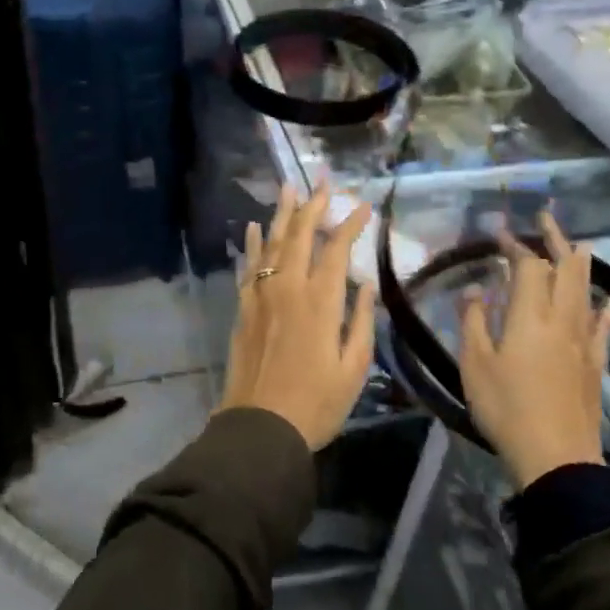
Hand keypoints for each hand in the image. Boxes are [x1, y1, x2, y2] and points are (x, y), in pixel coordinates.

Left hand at [219, 185, 376, 449]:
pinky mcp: (244, 308)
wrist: (261, 427)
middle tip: (322, 182)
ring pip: (271, 243)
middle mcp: (287, 288)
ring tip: (287, 188)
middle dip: (312, 205)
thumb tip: (365, 284)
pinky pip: (248, 266)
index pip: (336, 248)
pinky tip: (254, 228)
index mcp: (319, 301)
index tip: (363, 205)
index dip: (350, 223)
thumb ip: (361, 321)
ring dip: (281, 214)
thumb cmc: (317, 403)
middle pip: (299, 235)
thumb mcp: (353, 367)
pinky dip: (252, 244)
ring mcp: (261, 296)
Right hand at [460, 211, 609, 488]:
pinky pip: (603, 327)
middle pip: (566, 269)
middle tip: (546, 219)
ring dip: (582, 264)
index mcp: (530, 316)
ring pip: (586, 292)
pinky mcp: (595, 364)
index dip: (515, 246)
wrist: (555, 457)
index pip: (528, 267)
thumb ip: (473, 321)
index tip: (499, 232)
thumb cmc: (506, 407)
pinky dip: (607, 309)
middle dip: (556, 240)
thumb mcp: (475, 364)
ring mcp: (583, 342)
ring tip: (581, 244)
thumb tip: (476, 288)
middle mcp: (562, 320)